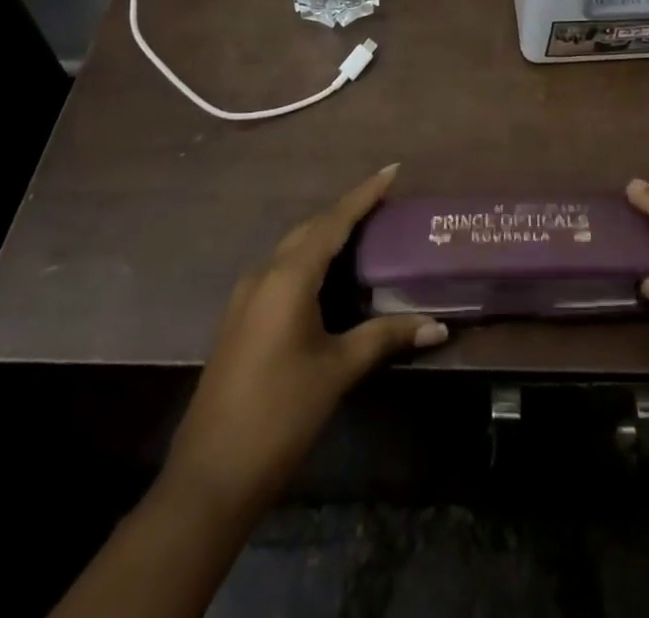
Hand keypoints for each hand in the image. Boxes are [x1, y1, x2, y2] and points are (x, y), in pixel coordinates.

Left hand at [161, 165, 445, 519]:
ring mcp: (246, 298)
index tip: (392, 169)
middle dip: (346, 212)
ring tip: (364, 231)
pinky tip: (328, 277)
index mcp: (287, 277)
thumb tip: (438, 325)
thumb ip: (386, 337)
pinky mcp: (240, 320)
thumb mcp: (337, 371)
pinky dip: (309, 261)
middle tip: (384, 203)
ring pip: (293, 249)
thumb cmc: (280, 414)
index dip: (364, 194)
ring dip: (326, 235)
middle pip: (311, 229)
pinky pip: (281, 272)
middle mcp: (263, 276)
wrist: (209, 478)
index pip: (333, 222)